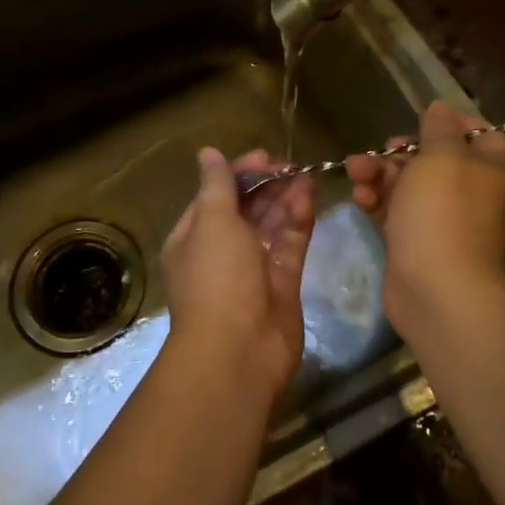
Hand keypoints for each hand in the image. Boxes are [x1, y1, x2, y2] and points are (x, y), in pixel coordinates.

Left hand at [160, 148, 314, 398]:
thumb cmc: (216, 278)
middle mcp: (222, 251)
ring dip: (286, 198)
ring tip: (306, 175)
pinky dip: (299, 220)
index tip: (264, 158)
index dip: (239, 173)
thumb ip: (217, 185)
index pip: (216, 195)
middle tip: (291, 166)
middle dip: (266, 185)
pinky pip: (291, 244)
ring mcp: (253, 268)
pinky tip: (310, 197)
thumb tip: (207, 152)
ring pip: (271, 224)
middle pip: (246, 208)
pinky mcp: (283, 283)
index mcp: (194, 237)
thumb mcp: (211, 222)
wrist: (238, 353)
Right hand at [346, 100, 504, 337]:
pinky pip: (395, 212)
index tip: (420, 120)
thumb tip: (441, 108)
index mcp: (490, 169)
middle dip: (401, 151)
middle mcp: (472, 193)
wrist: (436, 288)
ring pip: (409, 185)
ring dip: (380, 174)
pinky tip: (359, 198)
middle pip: (435, 159)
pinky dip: (377, 201)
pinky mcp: (416, 243)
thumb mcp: (441, 154)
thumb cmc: (443, 210)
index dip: (451, 123)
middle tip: (381, 150)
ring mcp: (444, 220)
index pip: (480, 134)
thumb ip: (439, 127)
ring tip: (355, 171)